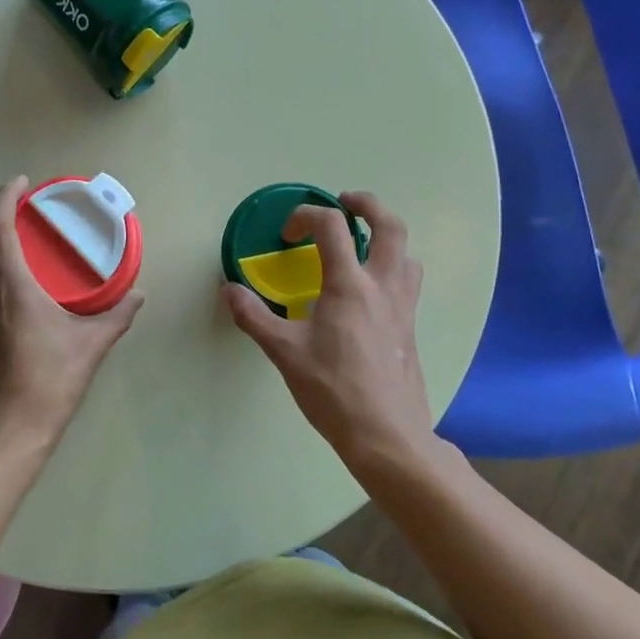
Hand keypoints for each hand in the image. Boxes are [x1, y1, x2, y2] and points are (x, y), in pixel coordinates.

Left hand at [0, 175, 143, 454]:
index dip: (4, 197)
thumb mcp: (91, 346)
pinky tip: (26, 298)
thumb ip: (116, 317)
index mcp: (13, 287)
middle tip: (25, 220)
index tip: (22, 183)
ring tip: (29, 255)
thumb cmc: (50, 382)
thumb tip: (138, 296)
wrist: (10, 432)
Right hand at [223, 192, 432, 466]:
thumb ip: (254, 317)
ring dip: (386, 237)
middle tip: (345, 203)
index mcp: (350, 286)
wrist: (386, 435)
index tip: (287, 234)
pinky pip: (408, 282)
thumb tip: (229, 290)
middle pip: (390, 226)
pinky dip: (392, 267)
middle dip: (368, 205)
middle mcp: (383, 287)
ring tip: (362, 245)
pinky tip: (370, 293)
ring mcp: (403, 308)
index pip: (332, 227)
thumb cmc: (333, 390)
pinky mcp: (410, 329)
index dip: (306, 216)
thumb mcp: (284, 353)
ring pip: (407, 253)